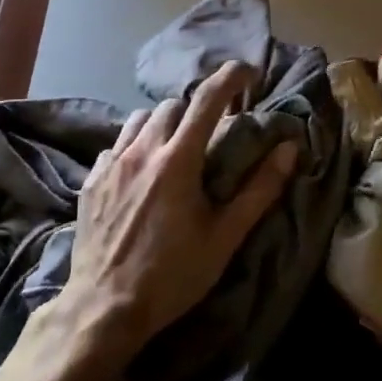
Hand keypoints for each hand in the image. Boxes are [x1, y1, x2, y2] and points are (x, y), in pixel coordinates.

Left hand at [65, 59, 299, 356]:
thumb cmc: (172, 274)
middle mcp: (142, 150)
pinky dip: (136, 145)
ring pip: (141, 118)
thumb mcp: (225, 237)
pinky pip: (117, 144)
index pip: (207, 98)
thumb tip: (290, 148)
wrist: (104, 308)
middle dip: (197, 109)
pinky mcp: (91, 180)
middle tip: (213, 131)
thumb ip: (260, 188)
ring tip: (176, 148)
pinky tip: (142, 173)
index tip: (249, 72)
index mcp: (178, 160)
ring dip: (165, 123)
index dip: (231, 76)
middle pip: (173, 105)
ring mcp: (111, 163)